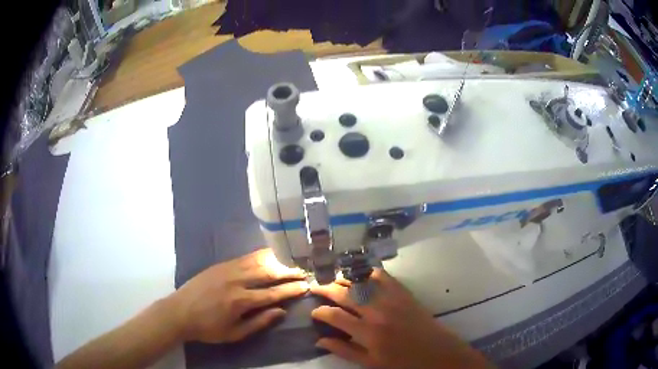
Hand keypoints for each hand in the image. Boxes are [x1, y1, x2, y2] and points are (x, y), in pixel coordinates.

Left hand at [168, 248, 307, 342]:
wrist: (179, 311)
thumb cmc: (207, 328)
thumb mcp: (234, 333)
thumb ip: (259, 322)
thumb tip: (281, 311)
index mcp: (241, 300)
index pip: (273, 293)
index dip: (291, 289)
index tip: (306, 286)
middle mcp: (236, 281)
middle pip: (268, 273)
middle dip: (288, 271)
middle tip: (303, 271)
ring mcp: (227, 269)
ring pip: (256, 261)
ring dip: (276, 261)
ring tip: (290, 261)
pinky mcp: (220, 265)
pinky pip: (244, 258)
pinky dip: (259, 256)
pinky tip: (267, 256)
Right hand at [311, 269, 491, 368]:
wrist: (437, 353)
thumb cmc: (403, 363)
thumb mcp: (371, 363)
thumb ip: (344, 351)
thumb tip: (320, 340)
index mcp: (368, 332)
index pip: (335, 316)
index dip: (320, 311)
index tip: (314, 311)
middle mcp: (378, 311)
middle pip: (346, 293)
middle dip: (326, 288)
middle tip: (315, 286)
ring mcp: (393, 299)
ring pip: (362, 281)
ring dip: (345, 278)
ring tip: (334, 280)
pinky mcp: (405, 293)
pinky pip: (384, 277)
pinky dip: (369, 272)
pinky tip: (361, 274)